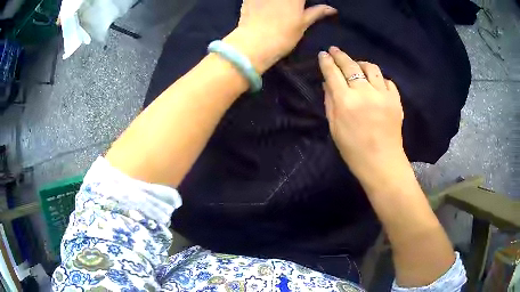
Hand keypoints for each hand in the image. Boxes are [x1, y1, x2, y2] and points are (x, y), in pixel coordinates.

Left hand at [224, 0, 335, 73]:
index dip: (303, 1)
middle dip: (294, 1)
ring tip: (280, 8)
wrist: (254, 44)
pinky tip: (265, 6)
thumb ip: (316, 12)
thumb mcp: (302, 24)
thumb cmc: (283, 36)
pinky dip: (264, 1)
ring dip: (279, 2)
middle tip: (295, 7)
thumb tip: (332, 9)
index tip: (304, 5)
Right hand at [319, 47, 408, 187]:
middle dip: (340, 55)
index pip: (333, 73)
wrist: (382, 163)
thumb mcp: (334, 128)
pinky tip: (374, 83)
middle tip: (334, 50)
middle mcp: (364, 93)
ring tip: (356, 65)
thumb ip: (330, 102)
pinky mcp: (395, 100)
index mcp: (346, 102)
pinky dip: (378, 78)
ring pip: (371, 68)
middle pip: (351, 66)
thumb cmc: (354, 150)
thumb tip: (328, 83)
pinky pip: (386, 81)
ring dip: (360, 63)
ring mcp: (383, 95)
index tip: (323, 54)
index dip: (326, 62)